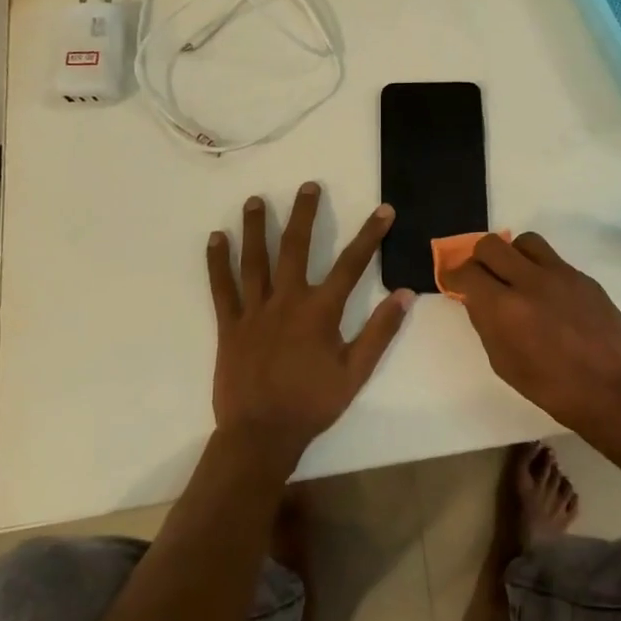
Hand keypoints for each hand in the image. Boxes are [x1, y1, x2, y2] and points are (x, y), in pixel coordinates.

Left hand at [206, 182, 414, 454]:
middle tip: (308, 186)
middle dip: (304, 214)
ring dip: (256, 227)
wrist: (261, 434)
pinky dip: (217, 262)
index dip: (370, 235)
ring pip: (255, 260)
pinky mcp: (229, 325)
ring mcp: (254, 310)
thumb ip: (380, 332)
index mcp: (320, 311)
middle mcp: (286, 301)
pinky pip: (221, 288)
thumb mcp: (356, 372)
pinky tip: (215, 238)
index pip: (351, 264)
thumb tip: (405, 295)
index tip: (383, 210)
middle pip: (296, 248)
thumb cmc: (312, 404)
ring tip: (256, 200)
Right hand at [444, 233, 620, 436]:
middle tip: (483, 277)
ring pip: (525, 241)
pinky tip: (548, 296)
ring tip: (517, 278)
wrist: (612, 391)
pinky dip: (541, 270)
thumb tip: (478, 299)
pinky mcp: (584, 278)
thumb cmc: (552, 388)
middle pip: (491, 245)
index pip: (467, 272)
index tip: (455, 283)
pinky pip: (553, 260)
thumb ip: (486, 324)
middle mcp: (530, 282)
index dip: (454, 276)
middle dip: (479, 258)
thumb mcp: (504, 363)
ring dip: (513, 255)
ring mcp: (561, 275)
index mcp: (505, 309)